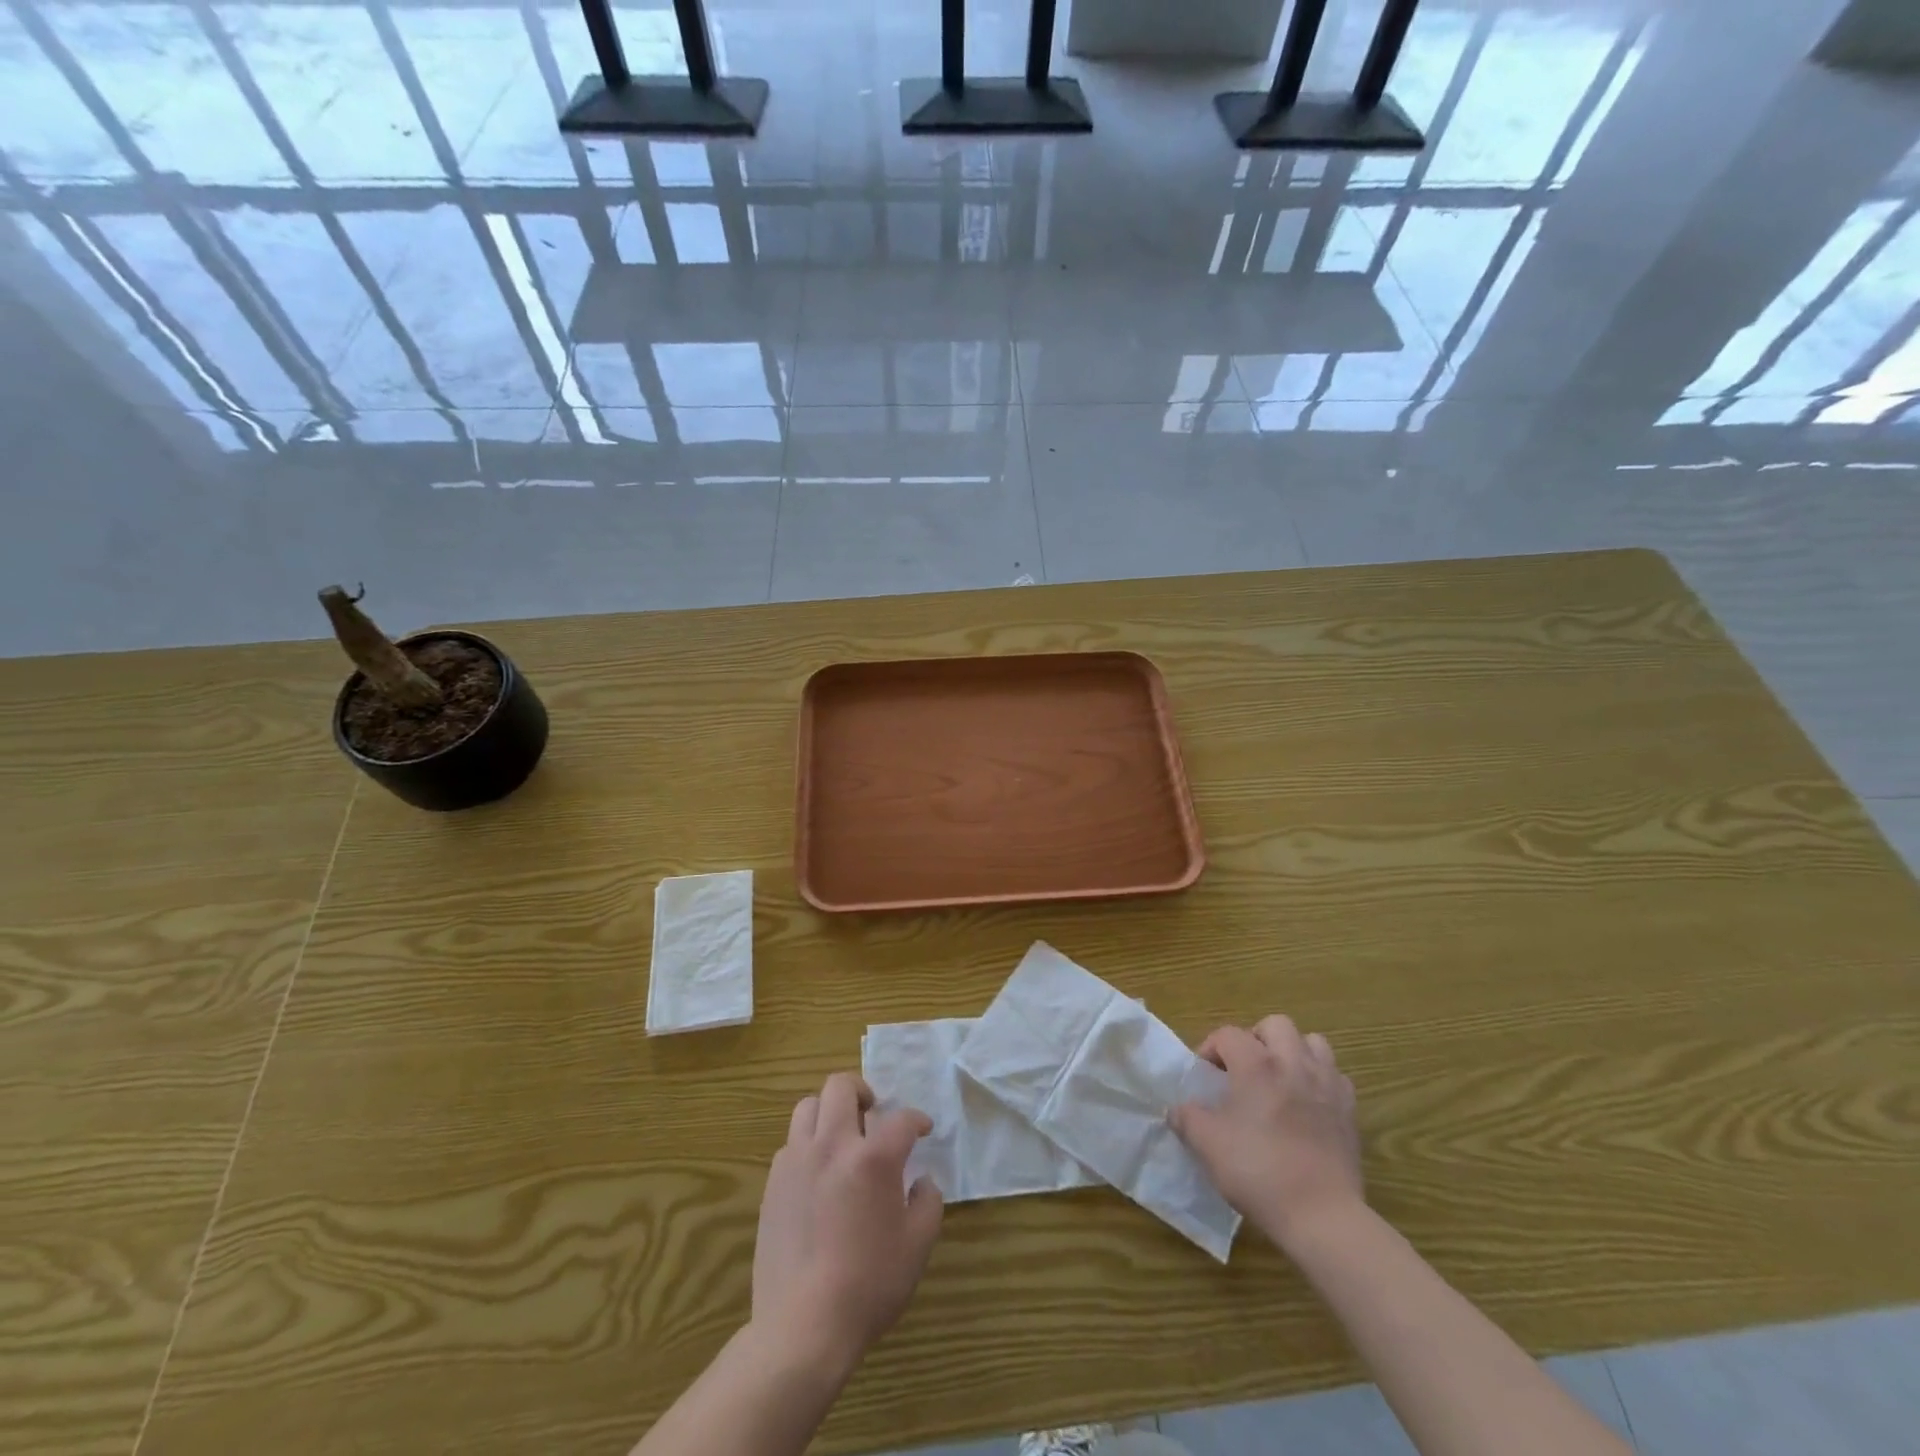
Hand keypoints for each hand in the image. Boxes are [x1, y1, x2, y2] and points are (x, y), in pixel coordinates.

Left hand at [752, 1072, 943, 1370]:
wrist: (802, 1327)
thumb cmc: (868, 1285)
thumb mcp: (917, 1246)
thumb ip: (927, 1202)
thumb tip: (920, 1182)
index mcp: (873, 1158)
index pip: (901, 1119)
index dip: (917, 1120)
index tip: (922, 1130)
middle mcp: (832, 1145)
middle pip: (841, 1087)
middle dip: (862, 1091)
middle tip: (873, 1113)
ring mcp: (797, 1161)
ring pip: (808, 1106)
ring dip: (829, 1112)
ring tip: (841, 1137)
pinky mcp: (773, 1184)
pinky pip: (790, 1143)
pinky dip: (808, 1144)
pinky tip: (818, 1173)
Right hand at [1171, 1016, 1362, 1250]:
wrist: (1321, 1215)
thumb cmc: (1258, 1172)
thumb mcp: (1207, 1144)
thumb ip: (1186, 1118)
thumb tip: (1177, 1109)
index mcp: (1256, 1065)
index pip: (1228, 1034)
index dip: (1210, 1048)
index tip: (1205, 1076)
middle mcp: (1293, 1063)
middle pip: (1275, 1024)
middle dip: (1256, 1038)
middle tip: (1244, 1068)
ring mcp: (1327, 1085)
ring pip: (1313, 1042)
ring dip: (1293, 1052)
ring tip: (1279, 1078)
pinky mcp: (1349, 1111)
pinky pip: (1335, 1076)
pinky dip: (1320, 1080)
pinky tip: (1308, 1104)